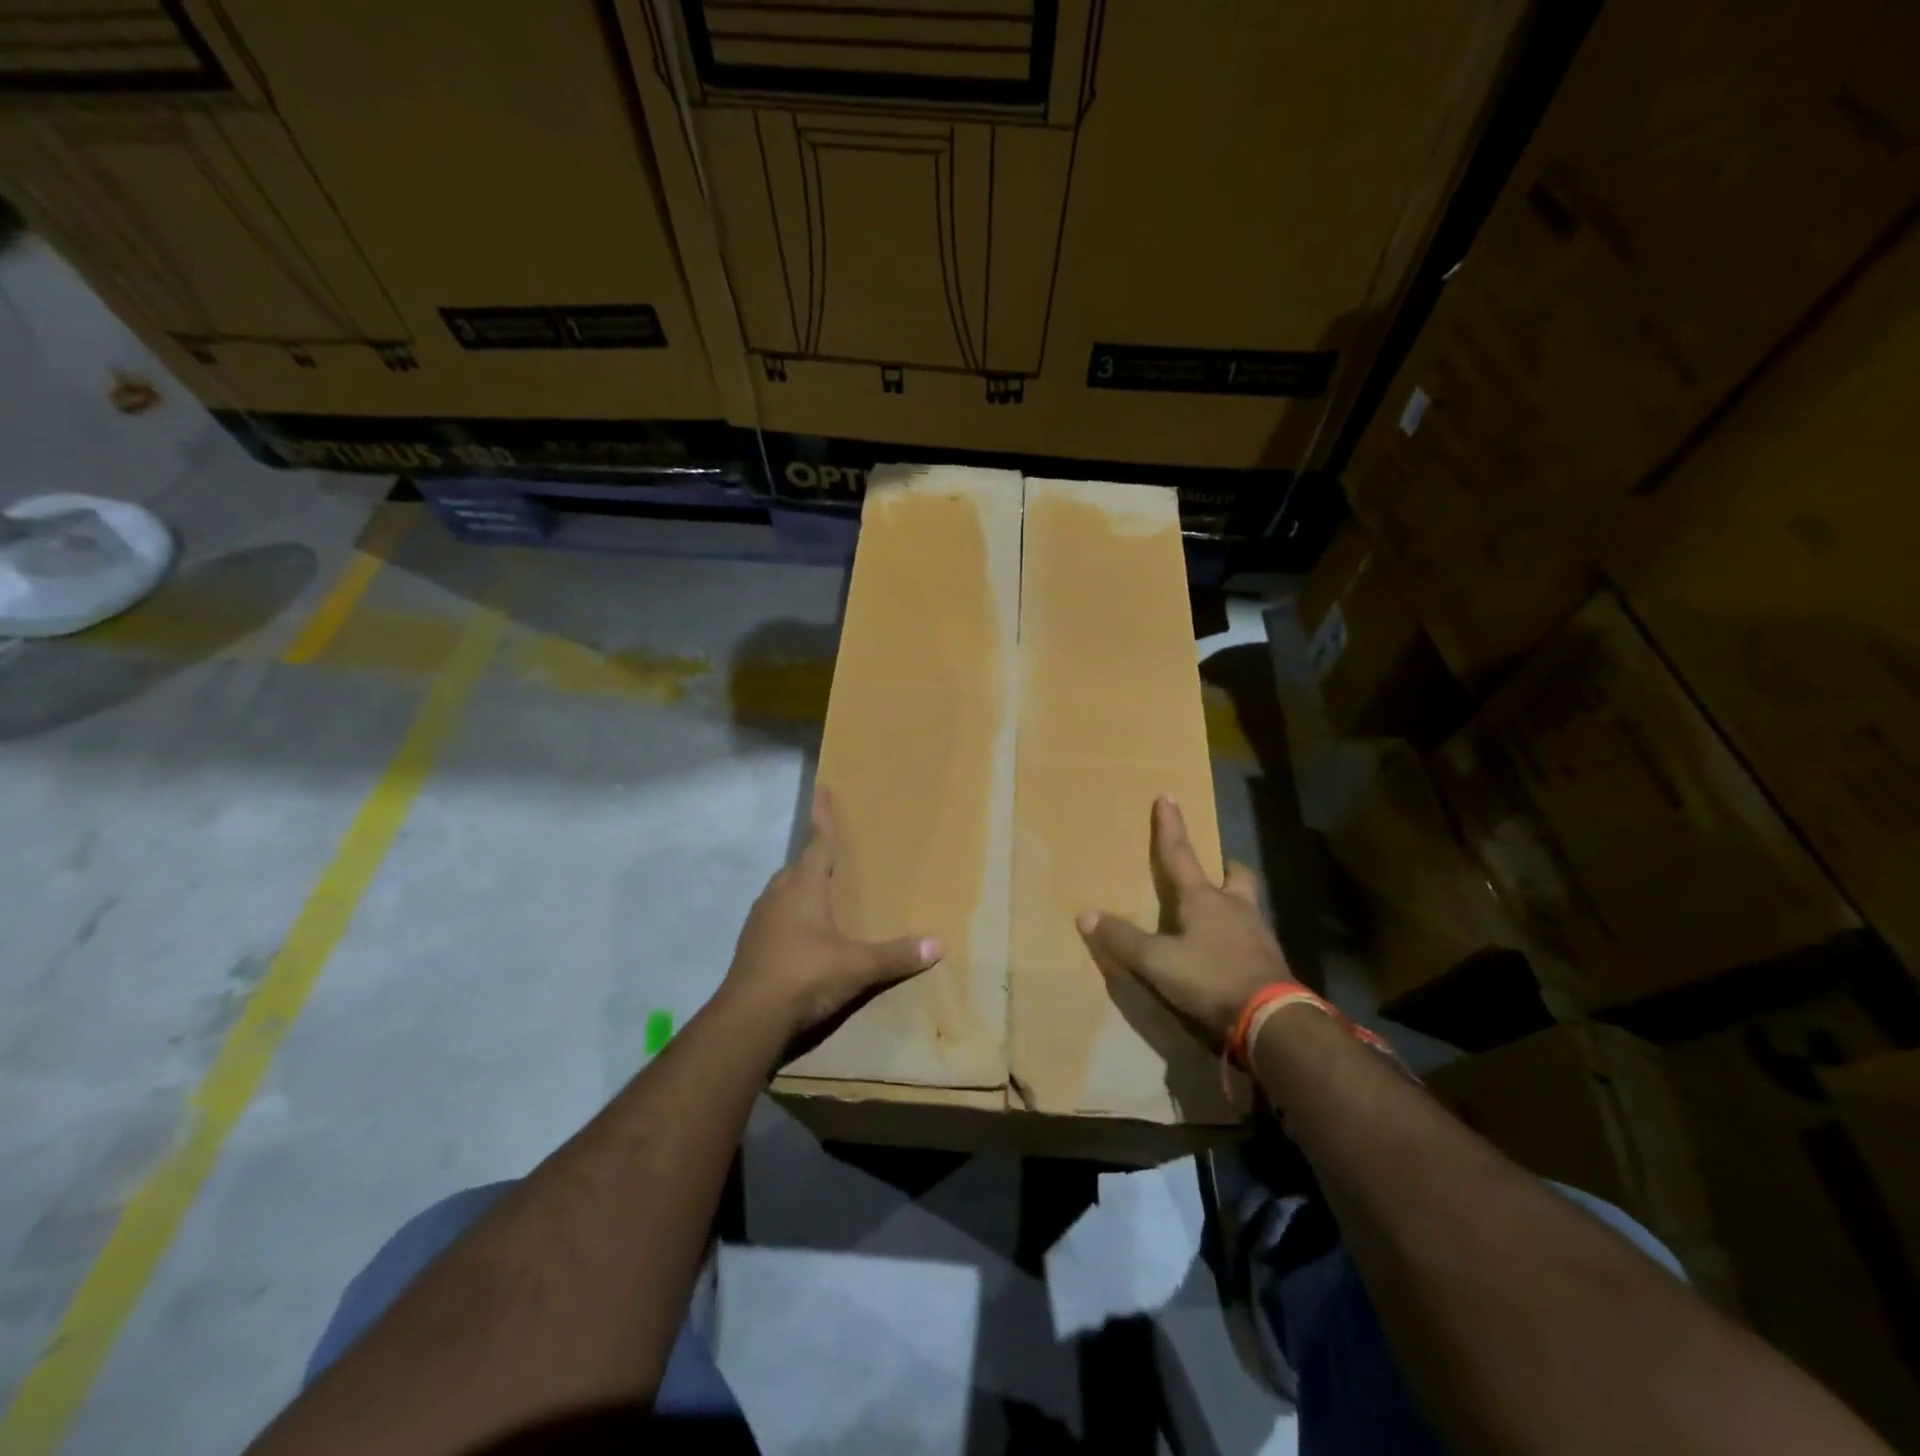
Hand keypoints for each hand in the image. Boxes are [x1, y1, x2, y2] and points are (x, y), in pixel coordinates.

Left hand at [723, 786, 942, 1040]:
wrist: (748, 1019)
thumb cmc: (805, 975)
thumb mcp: (857, 966)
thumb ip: (896, 955)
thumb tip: (939, 945)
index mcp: (802, 888)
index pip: (816, 843)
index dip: (822, 817)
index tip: (821, 789)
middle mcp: (777, 897)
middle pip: (796, 868)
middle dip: (812, 859)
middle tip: (829, 856)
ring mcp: (759, 923)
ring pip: (781, 894)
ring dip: (798, 890)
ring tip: (818, 897)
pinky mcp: (750, 948)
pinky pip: (773, 921)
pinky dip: (788, 919)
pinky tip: (802, 938)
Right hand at [1077, 796, 1292, 1048]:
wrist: (1272, 1020)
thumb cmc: (1210, 978)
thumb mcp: (1157, 962)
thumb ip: (1122, 939)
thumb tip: (1085, 914)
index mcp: (1204, 899)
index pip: (1180, 854)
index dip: (1170, 826)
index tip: (1167, 796)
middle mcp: (1235, 907)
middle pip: (1235, 876)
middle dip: (1224, 869)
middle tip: (1217, 870)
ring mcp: (1258, 934)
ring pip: (1248, 905)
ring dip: (1234, 903)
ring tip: (1219, 914)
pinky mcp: (1271, 961)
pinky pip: (1253, 938)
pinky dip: (1240, 937)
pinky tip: (1230, 953)